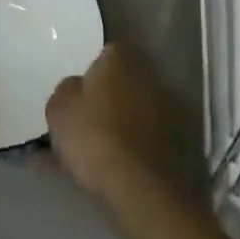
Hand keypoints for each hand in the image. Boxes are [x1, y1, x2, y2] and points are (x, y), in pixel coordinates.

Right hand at [46, 43, 174, 203]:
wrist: (139, 186)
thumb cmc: (93, 135)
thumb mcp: (59, 108)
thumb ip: (67, 90)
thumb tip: (77, 88)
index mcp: (120, 60)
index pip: (106, 52)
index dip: (92, 70)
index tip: (80, 89)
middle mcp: (149, 77)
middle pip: (124, 81)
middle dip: (109, 96)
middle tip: (88, 117)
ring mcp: (169, 110)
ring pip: (137, 110)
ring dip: (123, 121)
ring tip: (101, 146)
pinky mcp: (180, 143)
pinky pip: (147, 137)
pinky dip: (135, 146)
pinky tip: (117, 164)